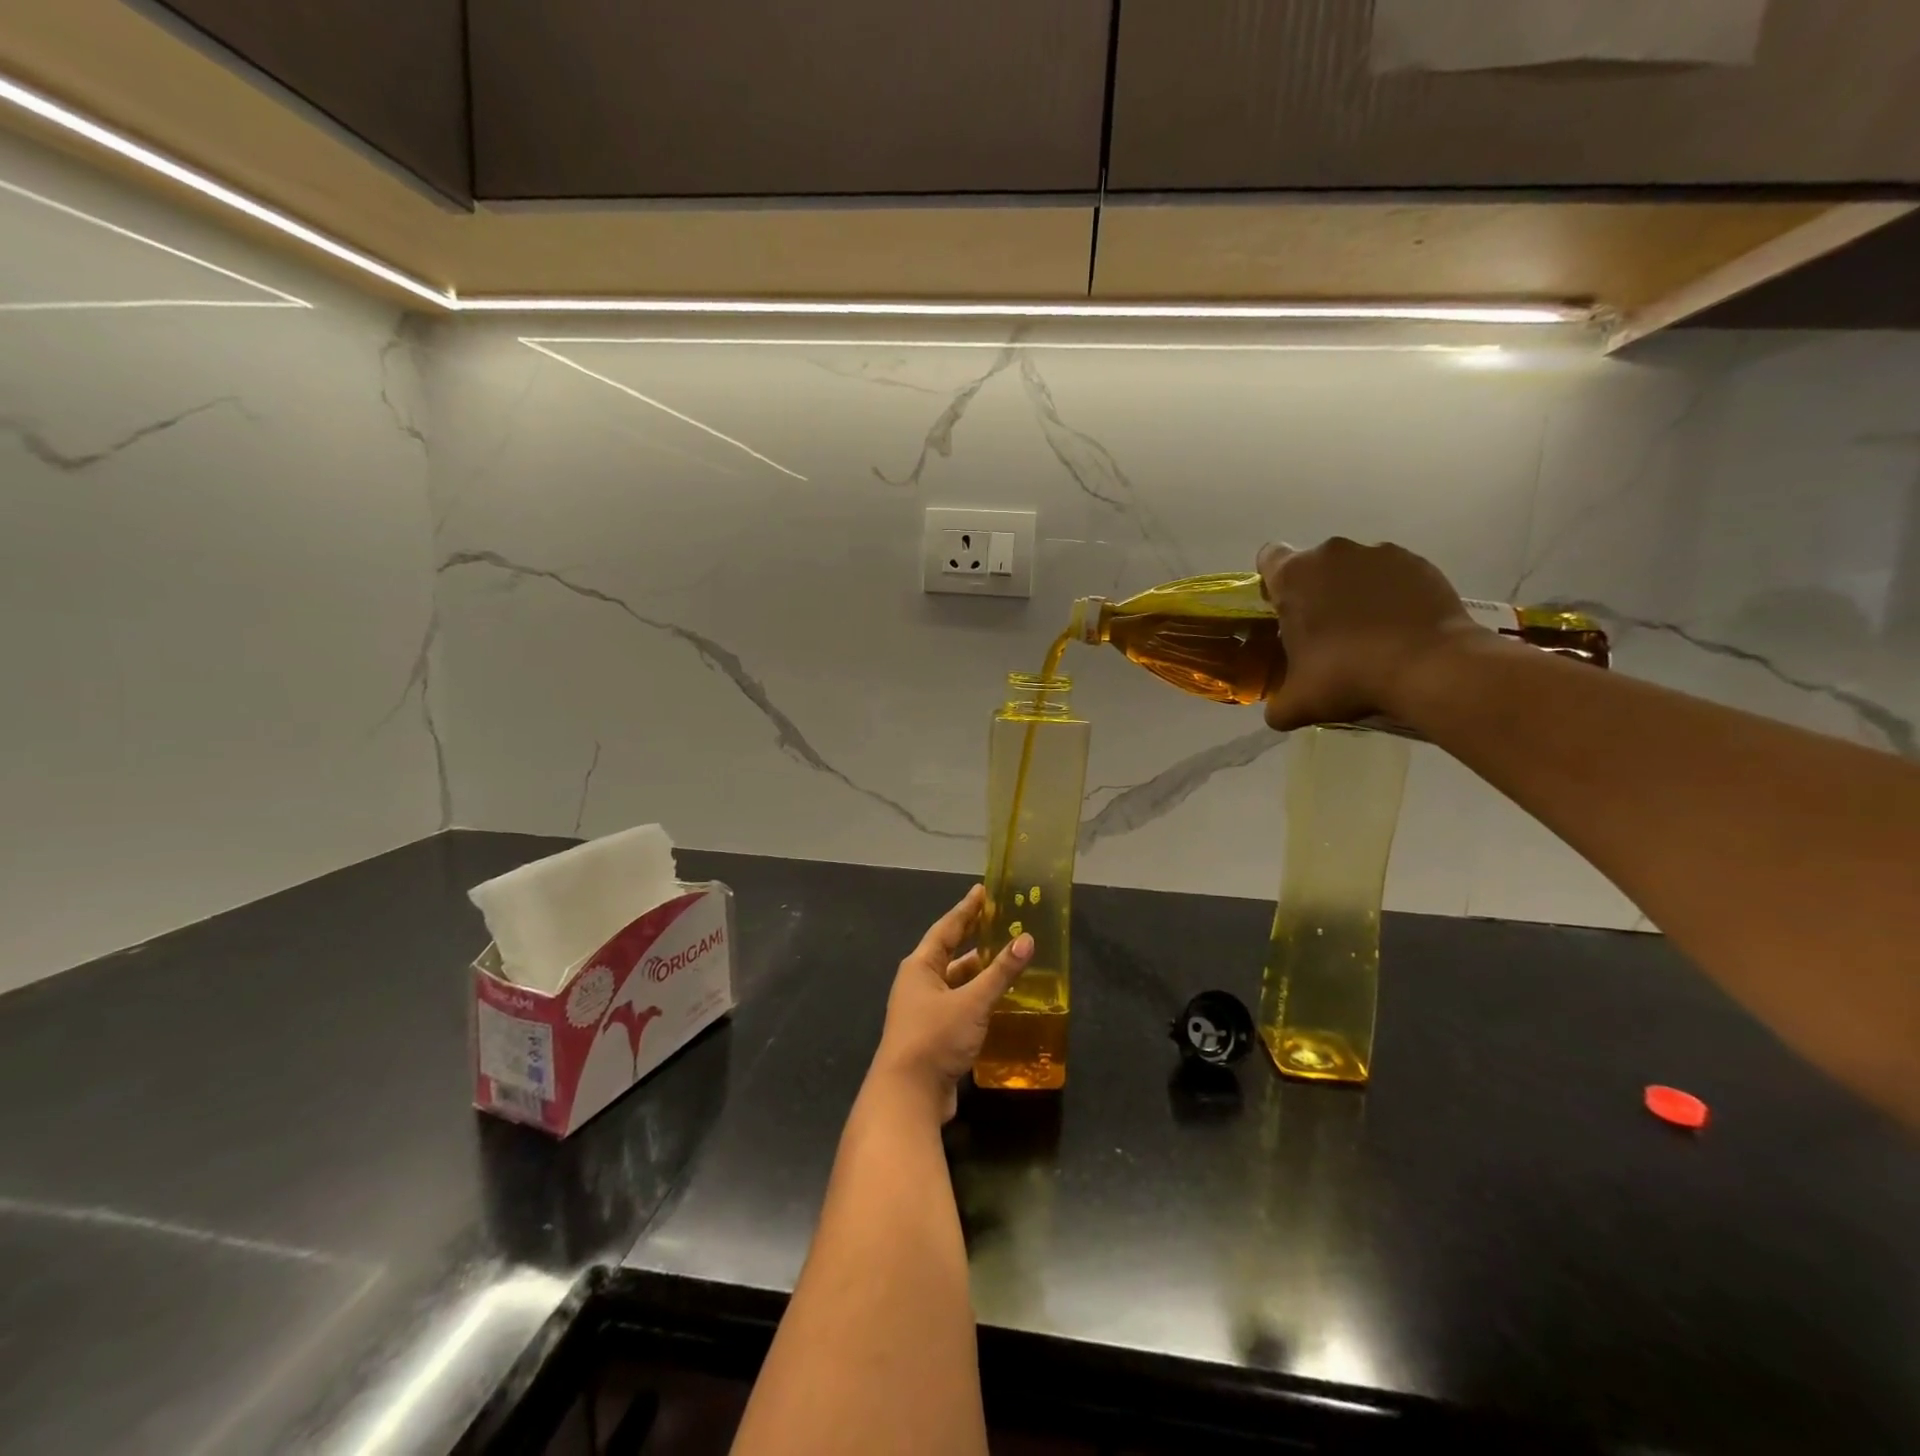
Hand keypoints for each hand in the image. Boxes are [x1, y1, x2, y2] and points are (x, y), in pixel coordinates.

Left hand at [869, 885, 1033, 1121]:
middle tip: (1001, 923)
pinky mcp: (934, 1036)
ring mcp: (924, 1012)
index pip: (947, 928)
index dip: (966, 910)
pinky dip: (979, 1000)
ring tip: (1007, 961)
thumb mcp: (973, 1002)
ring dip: (979, 974)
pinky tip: (1000, 1002)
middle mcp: (919, 984)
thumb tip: (1027, 939)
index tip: (982, 891)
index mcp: (920, 967)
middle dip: (974, 940)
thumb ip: (1001, 972)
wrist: (908, 1096)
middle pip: (950, 954)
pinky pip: (960, 1008)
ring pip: (956, 983)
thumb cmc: (935, 1037)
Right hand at [1257, 537, 1479, 730]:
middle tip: (1324, 632)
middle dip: (1316, 592)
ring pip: (1354, 569)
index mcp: (1294, 576)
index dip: (1273, 584)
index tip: (1283, 611)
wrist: (1429, 668)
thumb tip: (1278, 711)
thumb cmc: (1347, 675)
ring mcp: (1379, 554)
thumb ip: (1277, 704)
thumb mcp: (1297, 703)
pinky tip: (1399, 628)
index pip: (1269, 559)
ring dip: (1353, 592)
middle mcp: (1333, 553)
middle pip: (1314, 566)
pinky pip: (1393, 575)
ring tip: (1368, 632)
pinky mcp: (1418, 563)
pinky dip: (1391, 595)